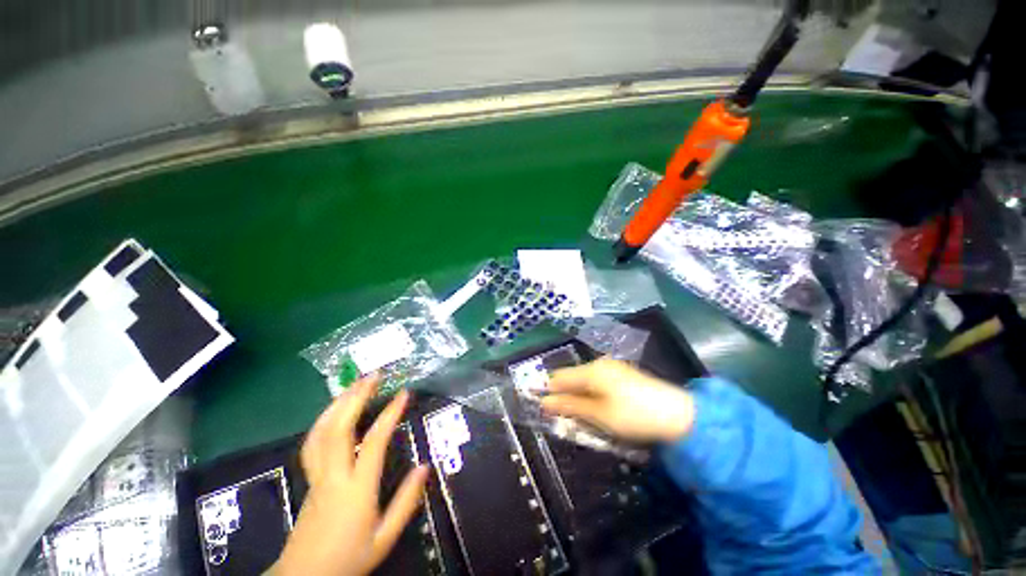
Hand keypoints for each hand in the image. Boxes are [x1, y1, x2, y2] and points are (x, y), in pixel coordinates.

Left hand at [271, 376, 429, 575]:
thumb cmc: (348, 558)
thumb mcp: (385, 537)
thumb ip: (405, 502)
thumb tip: (425, 467)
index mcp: (356, 489)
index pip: (374, 442)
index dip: (390, 414)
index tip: (404, 392)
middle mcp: (333, 475)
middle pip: (340, 428)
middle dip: (357, 397)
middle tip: (374, 375)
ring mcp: (316, 475)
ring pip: (321, 431)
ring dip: (338, 402)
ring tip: (355, 383)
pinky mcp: (309, 477)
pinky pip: (313, 441)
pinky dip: (323, 419)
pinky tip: (333, 410)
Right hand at [541, 359, 694, 443]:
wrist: (678, 415)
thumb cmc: (633, 415)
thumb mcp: (598, 415)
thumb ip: (570, 406)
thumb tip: (544, 403)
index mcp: (591, 370)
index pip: (560, 377)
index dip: (548, 390)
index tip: (541, 407)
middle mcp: (599, 364)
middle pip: (572, 377)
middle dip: (565, 395)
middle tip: (563, 417)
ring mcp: (612, 368)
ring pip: (585, 381)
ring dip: (579, 397)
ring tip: (580, 416)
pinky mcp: (623, 375)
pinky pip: (598, 383)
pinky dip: (592, 395)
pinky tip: (598, 409)